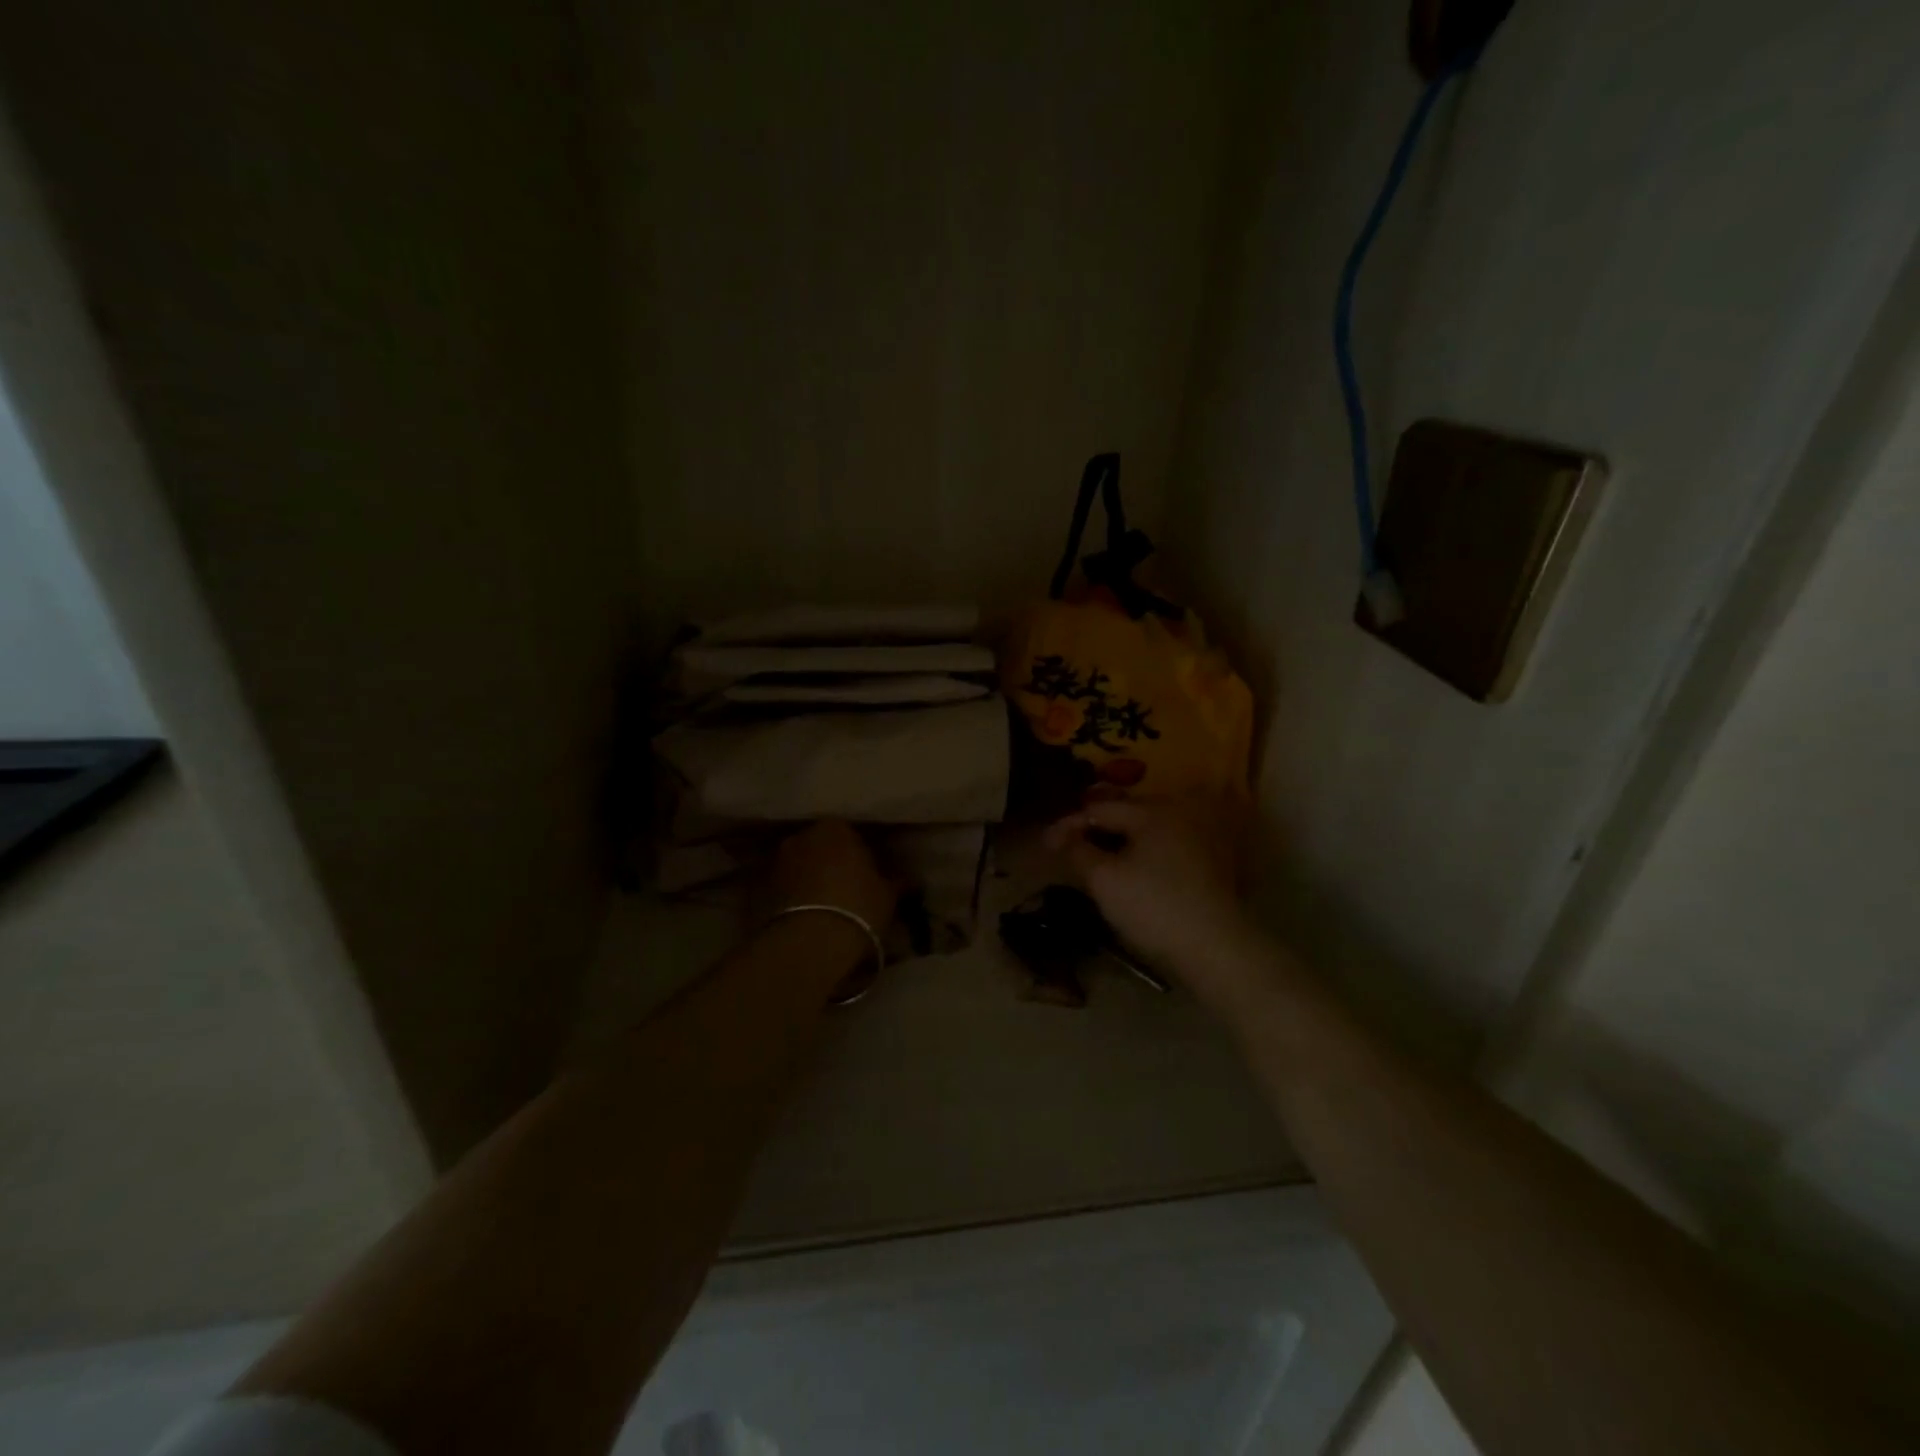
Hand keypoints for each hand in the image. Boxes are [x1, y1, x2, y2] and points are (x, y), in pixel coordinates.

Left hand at [769, 819, 896, 937]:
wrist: (811, 942)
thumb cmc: (858, 907)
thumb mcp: (888, 895)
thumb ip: (896, 882)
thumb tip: (909, 880)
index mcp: (835, 827)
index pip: (850, 833)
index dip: (860, 853)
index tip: (868, 873)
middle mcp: (802, 836)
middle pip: (821, 846)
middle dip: (831, 862)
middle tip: (847, 887)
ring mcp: (777, 861)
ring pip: (800, 865)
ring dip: (810, 878)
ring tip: (824, 904)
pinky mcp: (760, 888)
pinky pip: (784, 886)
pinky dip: (793, 895)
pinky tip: (806, 914)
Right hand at [1044, 796, 1254, 992]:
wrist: (1215, 948)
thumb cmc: (1153, 906)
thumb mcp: (1104, 879)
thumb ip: (1078, 850)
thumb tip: (1062, 836)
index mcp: (1152, 812)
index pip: (1100, 808)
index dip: (1070, 824)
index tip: (1047, 844)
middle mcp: (1180, 814)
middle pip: (1128, 813)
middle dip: (1098, 827)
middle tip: (1072, 846)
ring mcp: (1202, 837)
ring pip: (1150, 829)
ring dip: (1123, 840)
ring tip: (1101, 857)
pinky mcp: (1214, 862)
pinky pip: (1169, 846)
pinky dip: (1146, 852)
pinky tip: (1136, 870)